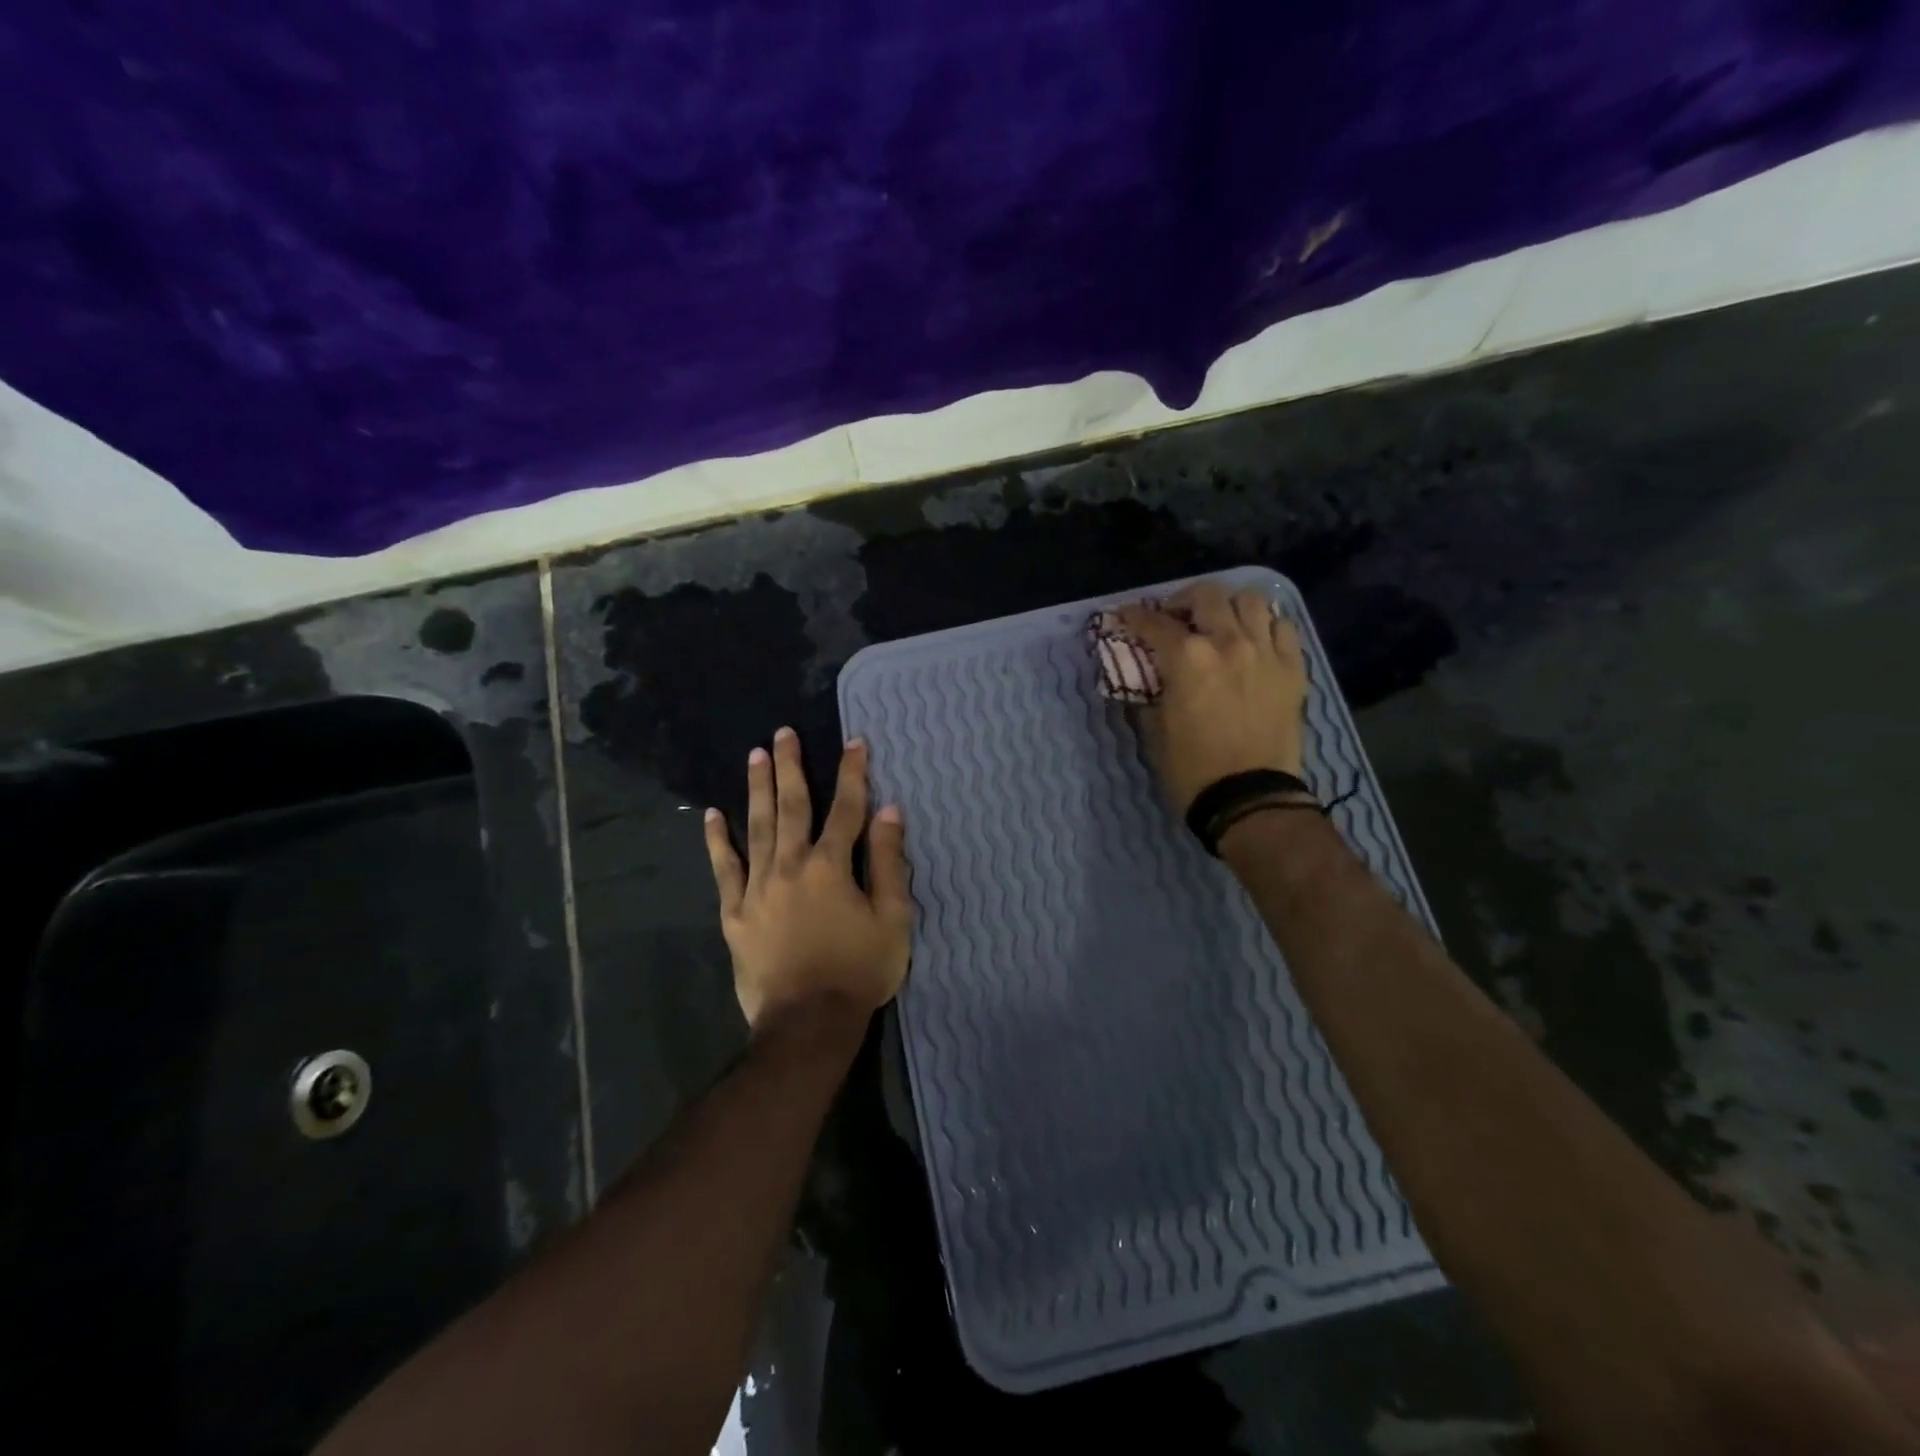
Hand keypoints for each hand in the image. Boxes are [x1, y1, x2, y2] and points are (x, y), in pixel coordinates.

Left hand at [703, 726, 912, 1032]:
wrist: (808, 1023)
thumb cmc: (858, 971)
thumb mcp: (892, 919)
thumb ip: (889, 862)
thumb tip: (888, 812)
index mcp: (831, 867)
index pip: (846, 809)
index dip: (853, 774)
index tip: (855, 742)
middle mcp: (790, 866)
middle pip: (792, 807)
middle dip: (790, 767)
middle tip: (783, 733)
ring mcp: (757, 888)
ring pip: (757, 828)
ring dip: (757, 789)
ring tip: (754, 756)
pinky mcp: (735, 914)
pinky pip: (724, 870)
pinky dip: (718, 841)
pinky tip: (712, 815)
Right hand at [1114, 581, 1308, 812]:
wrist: (1249, 798)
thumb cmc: (1192, 769)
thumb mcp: (1155, 730)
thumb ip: (1151, 693)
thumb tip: (1148, 677)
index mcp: (1187, 659)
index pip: (1154, 623)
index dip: (1135, 617)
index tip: (1126, 617)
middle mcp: (1228, 643)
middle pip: (1207, 595)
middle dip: (1184, 600)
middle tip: (1176, 617)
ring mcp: (1266, 653)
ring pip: (1252, 600)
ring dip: (1229, 605)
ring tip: (1220, 622)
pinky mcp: (1293, 669)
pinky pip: (1284, 627)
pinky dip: (1266, 625)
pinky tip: (1255, 639)